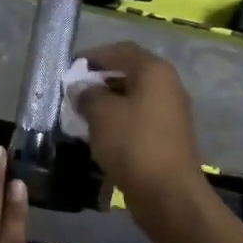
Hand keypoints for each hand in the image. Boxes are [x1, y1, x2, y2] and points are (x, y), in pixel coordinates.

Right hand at [74, 42, 204, 211]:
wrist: (167, 193)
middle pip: (129, 73)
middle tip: (74, 92)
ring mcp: (171, 113)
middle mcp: (168, 86)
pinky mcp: (168, 137)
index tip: (71, 67)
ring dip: (108, 103)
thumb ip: (87, 95)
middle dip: (100, 80)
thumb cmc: (132, 144)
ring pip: (133, 99)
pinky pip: (138, 120)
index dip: (95, 55)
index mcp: (154, 72)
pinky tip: (99, 135)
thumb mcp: (100, 114)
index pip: (121, 50)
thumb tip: (81, 89)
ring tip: (81, 114)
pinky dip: (119, 122)